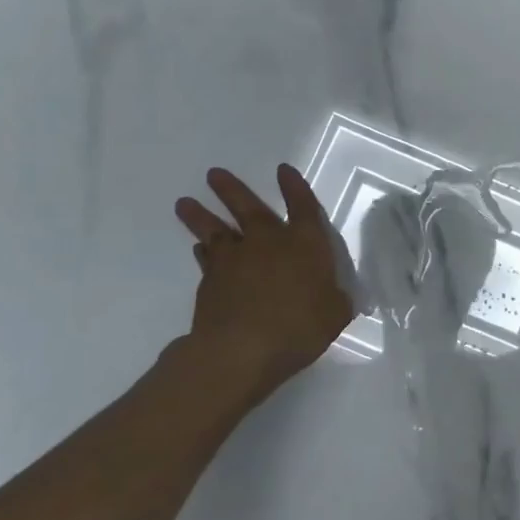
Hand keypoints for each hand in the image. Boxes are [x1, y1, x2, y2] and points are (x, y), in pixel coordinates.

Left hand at [169, 165, 353, 414]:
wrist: (241, 349)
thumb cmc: (299, 327)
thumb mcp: (334, 315)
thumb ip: (334, 300)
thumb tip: (334, 296)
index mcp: (305, 243)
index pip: (303, 206)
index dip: (295, 187)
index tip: (283, 170)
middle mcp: (268, 242)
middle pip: (248, 207)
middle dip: (231, 189)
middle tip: (213, 174)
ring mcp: (234, 259)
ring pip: (215, 229)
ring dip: (200, 215)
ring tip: (184, 203)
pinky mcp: (210, 281)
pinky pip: (206, 258)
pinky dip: (203, 251)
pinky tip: (199, 248)